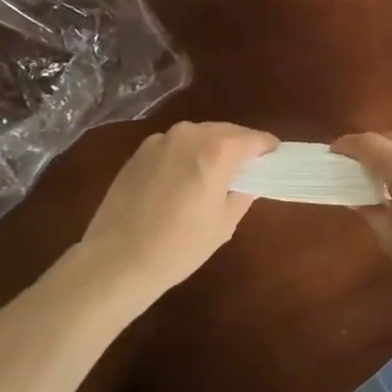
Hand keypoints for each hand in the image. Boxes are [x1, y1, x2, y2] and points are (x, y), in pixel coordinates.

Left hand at [80, 122, 277, 301]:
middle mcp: (190, 134)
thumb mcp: (224, 224)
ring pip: (198, 136)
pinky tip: (180, 182)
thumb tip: (248, 179)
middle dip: (239, 146)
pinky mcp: (140, 151)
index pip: (253, 139)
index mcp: (217, 150)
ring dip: (211, 148)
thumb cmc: (179, 246)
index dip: (267, 148)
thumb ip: (243, 193)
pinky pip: (174, 146)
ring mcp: (161, 139)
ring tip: (212, 175)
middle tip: (246, 169)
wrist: (117, 259)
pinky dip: (185, 156)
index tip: (274, 158)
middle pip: (225, 131)